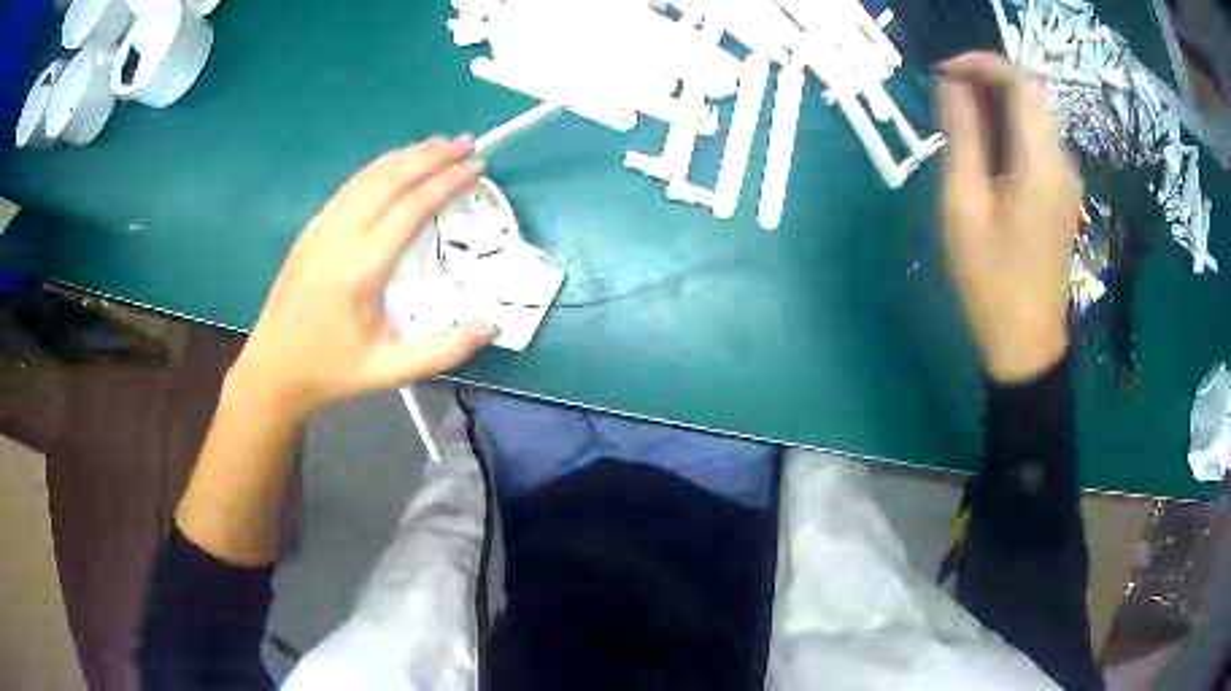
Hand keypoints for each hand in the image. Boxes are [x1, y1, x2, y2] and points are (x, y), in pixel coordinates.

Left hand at [229, 136, 497, 417]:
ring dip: (405, 155)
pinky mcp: (311, 230)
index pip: (411, 208)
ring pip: (367, 177)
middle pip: (390, 180)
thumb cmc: (332, 370)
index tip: (477, 164)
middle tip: (465, 141)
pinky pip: (349, 187)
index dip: (447, 182)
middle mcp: (340, 236)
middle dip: (430, 156)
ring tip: (437, 143)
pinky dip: (379, 168)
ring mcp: (321, 227)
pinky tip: (393, 165)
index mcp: (361, 267)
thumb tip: (492, 326)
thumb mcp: (390, 370)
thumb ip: (443, 350)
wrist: (273, 369)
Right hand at [938, 52, 1080, 381]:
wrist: (1028, 341)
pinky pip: (1038, 139)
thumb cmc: (992, 281)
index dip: (983, 64)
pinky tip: (986, 150)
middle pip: (1032, 93)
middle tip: (949, 96)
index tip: (946, 72)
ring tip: (961, 122)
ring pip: (1036, 114)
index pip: (1022, 82)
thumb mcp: (965, 206)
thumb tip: (953, 85)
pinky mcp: (1064, 192)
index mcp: (1041, 164)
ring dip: (998, 103)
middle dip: (989, 80)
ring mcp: (1067, 178)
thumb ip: (963, 138)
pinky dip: (1011, 127)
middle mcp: (1063, 162)